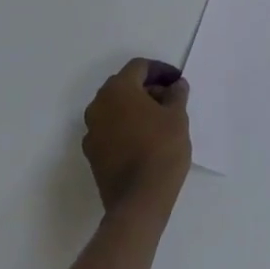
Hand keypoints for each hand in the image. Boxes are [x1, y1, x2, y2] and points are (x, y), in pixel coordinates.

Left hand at [82, 59, 190, 216]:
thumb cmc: (161, 150)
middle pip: (124, 85)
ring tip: (159, 119)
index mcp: (118, 90)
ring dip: (135, 107)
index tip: (177, 81)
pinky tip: (144, 139)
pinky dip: (126, 126)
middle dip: (147, 87)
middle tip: (170, 98)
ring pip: (115, 107)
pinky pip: (110, 128)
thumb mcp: (177, 117)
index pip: (139, 67)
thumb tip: (176, 85)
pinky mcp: (92, 153)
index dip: (161, 70)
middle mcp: (98, 105)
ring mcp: (91, 130)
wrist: (139, 201)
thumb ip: (176, 94)